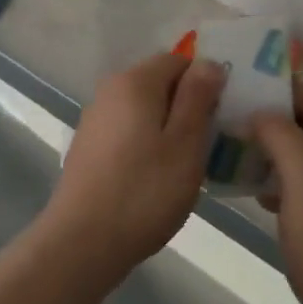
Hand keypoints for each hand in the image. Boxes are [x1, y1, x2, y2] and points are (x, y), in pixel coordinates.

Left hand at [41, 53, 225, 287]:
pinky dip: (146, 144)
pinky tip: (154, 179)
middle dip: (187, 106)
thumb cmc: (144, 191)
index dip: (204, 83)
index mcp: (135, 81)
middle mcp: (110, 90)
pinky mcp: (88, 147)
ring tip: (185, 166)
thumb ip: (198, 97)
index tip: (220, 117)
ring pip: (144, 109)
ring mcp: (95, 119)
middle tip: (208, 145)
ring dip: (167, 128)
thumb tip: (209, 62)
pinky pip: (128, 131)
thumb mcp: (185, 144)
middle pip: (159, 83)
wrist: (82, 243)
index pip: (179, 60)